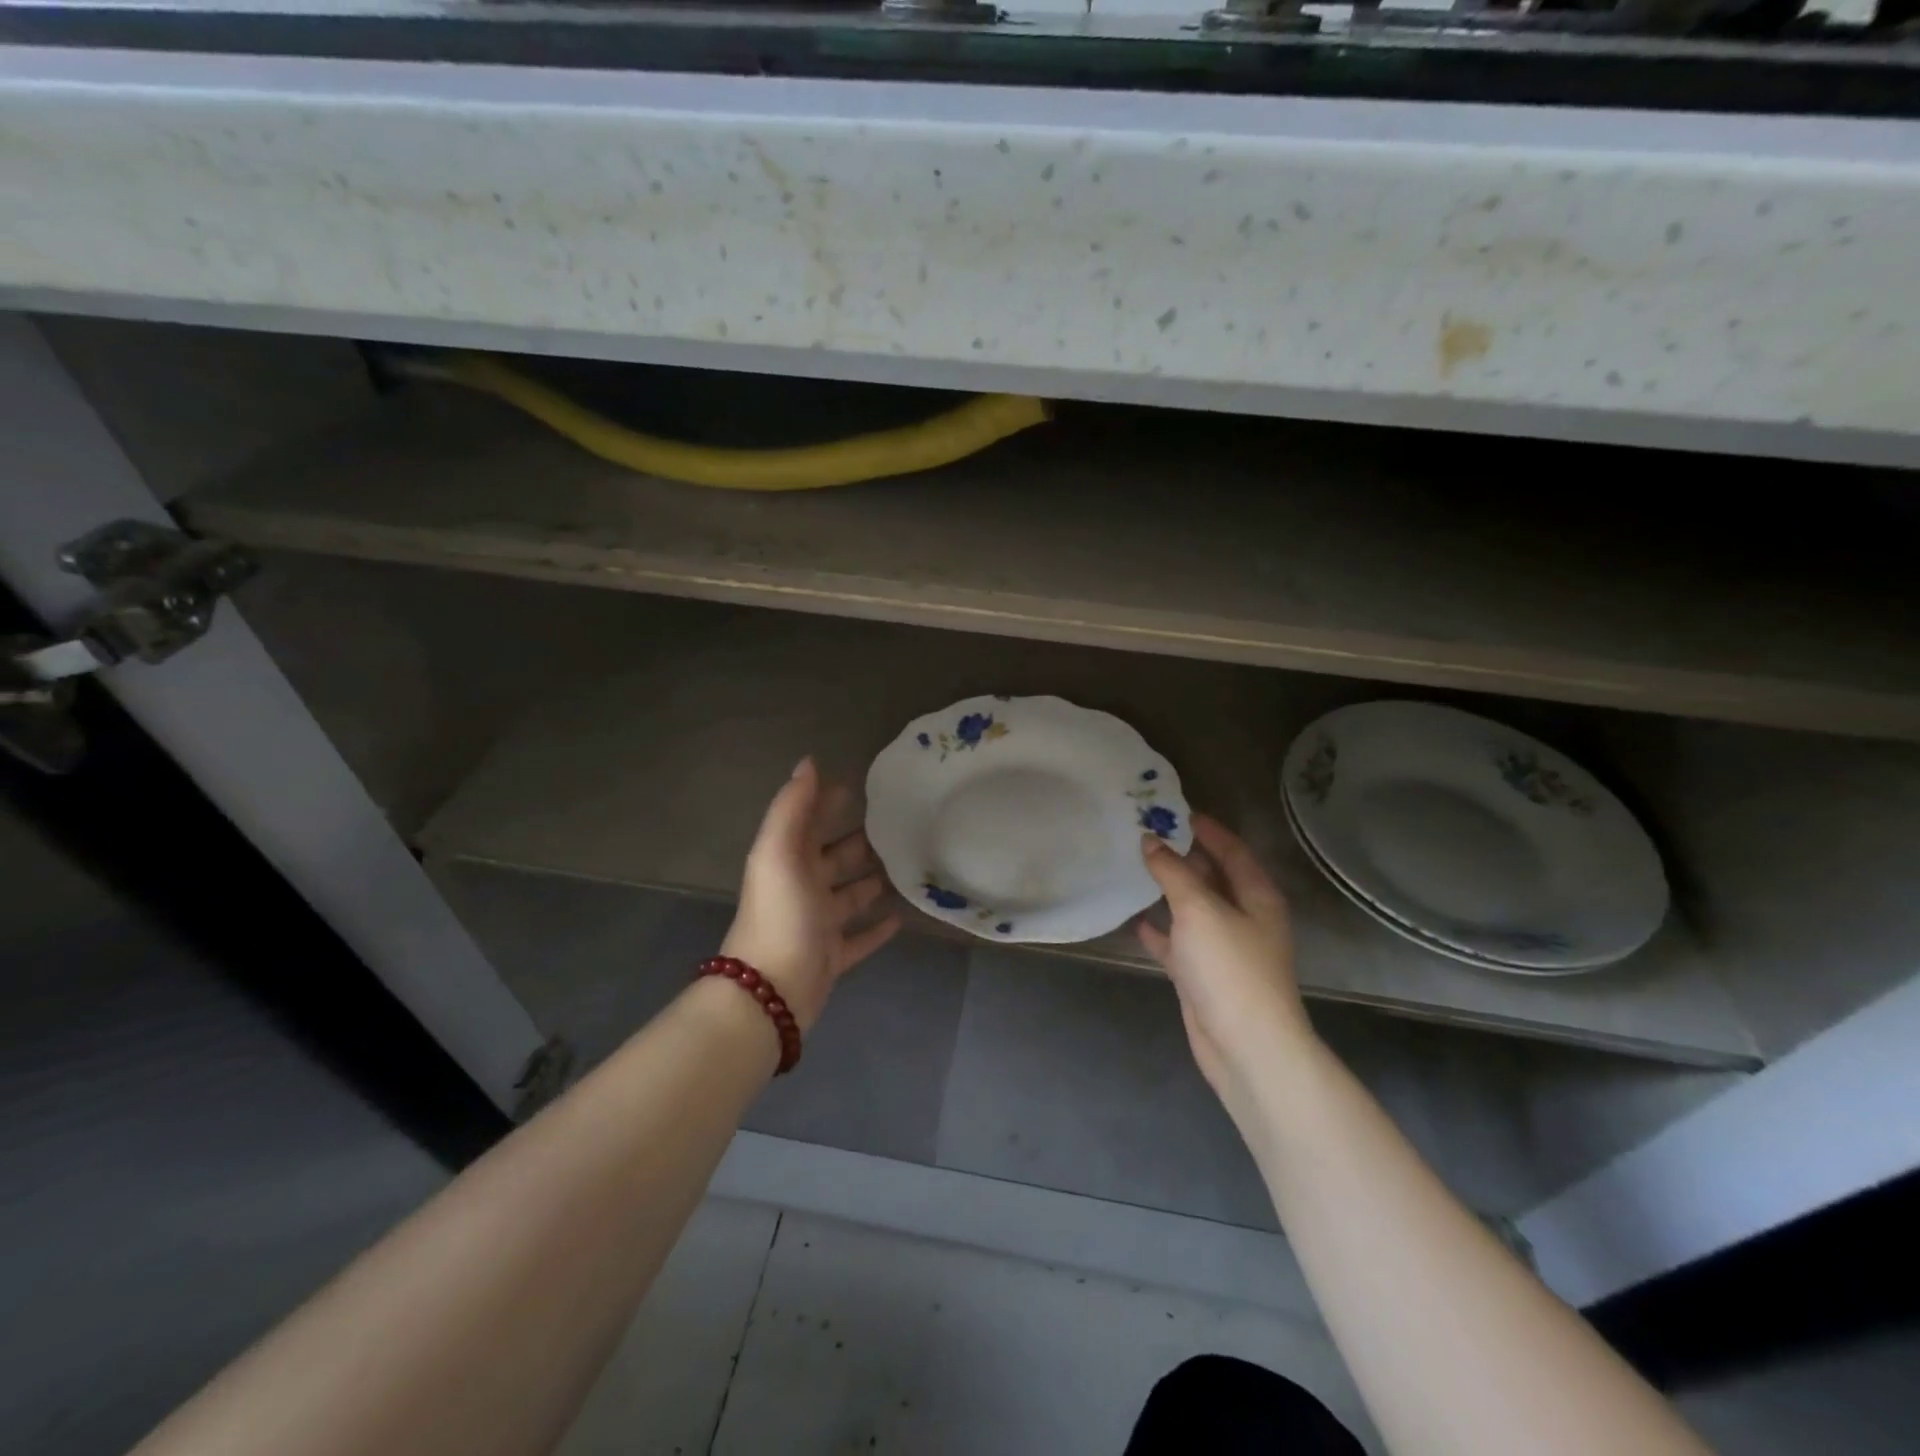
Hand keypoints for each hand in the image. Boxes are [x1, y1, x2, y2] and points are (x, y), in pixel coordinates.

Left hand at [721, 757, 899, 1030]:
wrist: (770, 991)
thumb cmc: (779, 914)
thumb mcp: (779, 852)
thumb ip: (792, 807)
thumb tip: (809, 761)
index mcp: (788, 861)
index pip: (810, 822)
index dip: (829, 802)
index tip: (863, 785)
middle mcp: (802, 888)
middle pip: (835, 858)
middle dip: (860, 841)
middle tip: (900, 825)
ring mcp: (818, 924)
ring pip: (850, 896)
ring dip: (872, 882)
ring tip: (907, 866)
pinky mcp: (833, 956)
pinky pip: (860, 938)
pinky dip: (877, 927)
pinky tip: (902, 916)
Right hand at [1137, 815, 1312, 1103]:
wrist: (1245, 1047)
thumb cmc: (1230, 967)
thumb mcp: (1199, 909)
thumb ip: (1173, 872)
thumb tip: (1150, 840)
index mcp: (1256, 896)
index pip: (1233, 850)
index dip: (1207, 829)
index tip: (1174, 810)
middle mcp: (1244, 917)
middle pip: (1212, 877)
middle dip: (1183, 856)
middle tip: (1145, 834)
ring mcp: (1223, 948)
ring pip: (1192, 908)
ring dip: (1168, 890)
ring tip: (1134, 867)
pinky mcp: (1203, 975)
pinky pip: (1178, 941)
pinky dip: (1159, 929)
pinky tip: (1134, 918)